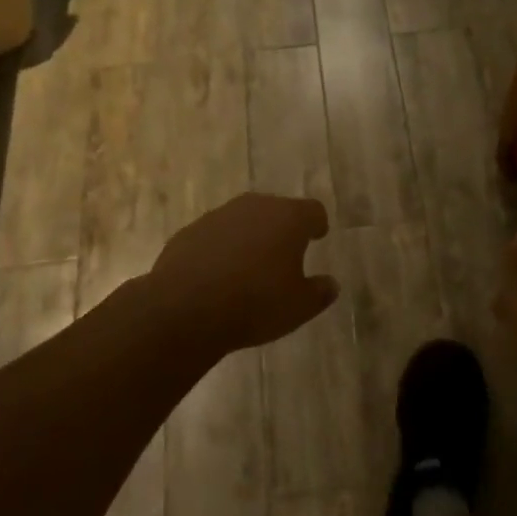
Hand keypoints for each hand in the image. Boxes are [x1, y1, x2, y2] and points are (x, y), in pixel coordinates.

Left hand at [149, 193, 337, 354]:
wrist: (185, 308)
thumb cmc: (255, 303)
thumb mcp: (299, 307)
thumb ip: (319, 292)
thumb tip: (331, 284)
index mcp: (288, 218)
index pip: (313, 211)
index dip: (317, 224)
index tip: (317, 236)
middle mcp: (254, 207)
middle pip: (276, 210)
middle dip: (282, 228)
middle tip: (285, 253)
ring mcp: (218, 216)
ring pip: (243, 221)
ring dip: (249, 237)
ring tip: (250, 267)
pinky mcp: (189, 232)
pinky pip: (214, 236)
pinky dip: (220, 249)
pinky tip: (217, 276)